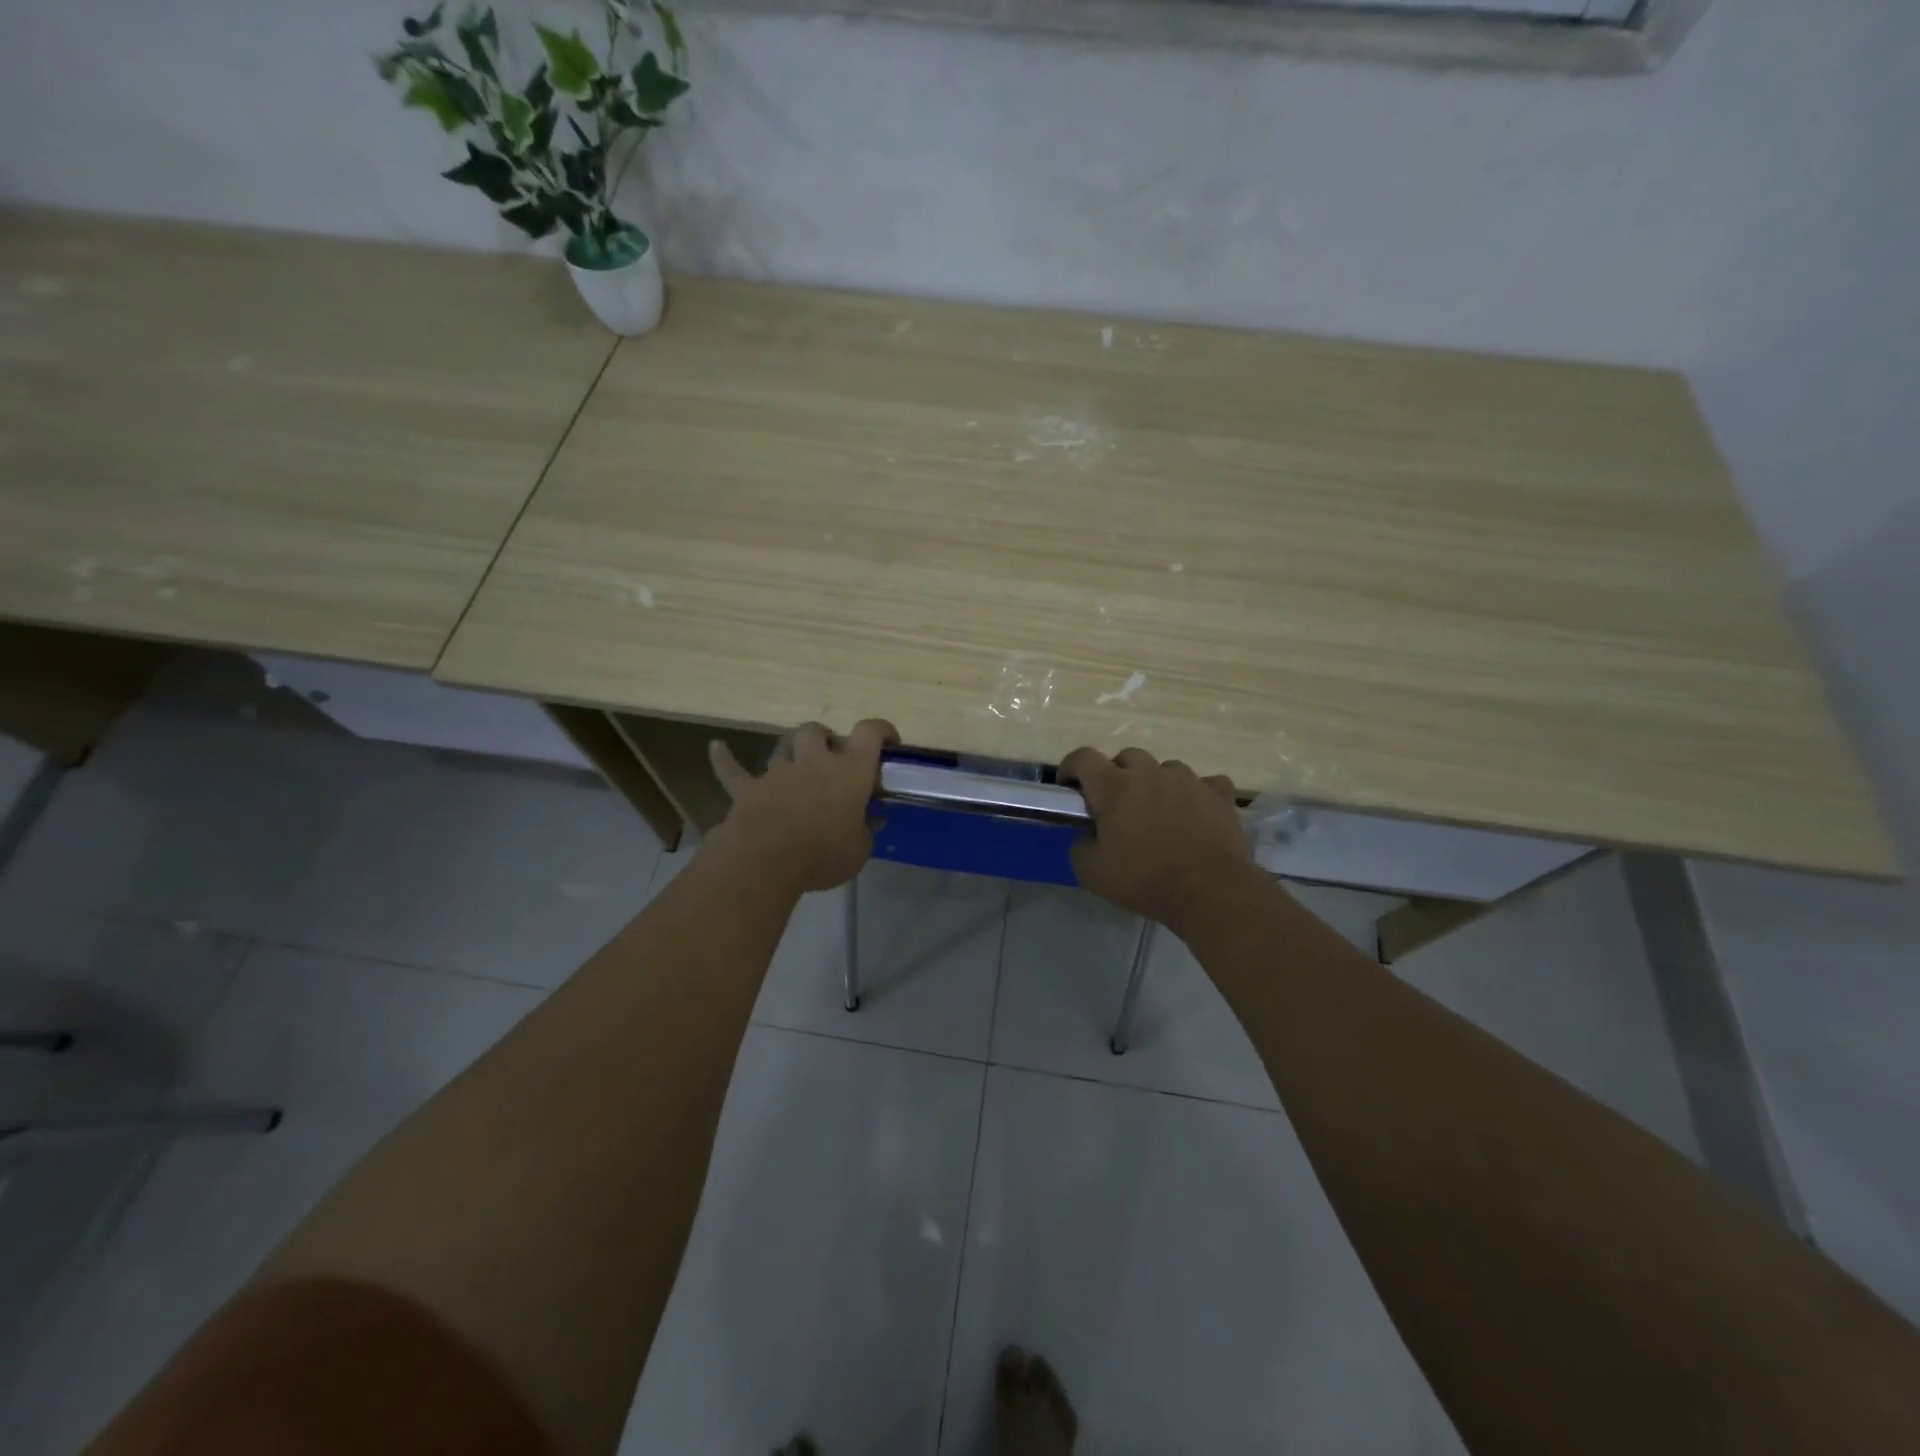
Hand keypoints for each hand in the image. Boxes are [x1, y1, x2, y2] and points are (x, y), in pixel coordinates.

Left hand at [708, 719, 897, 893]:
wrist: (767, 861)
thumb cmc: (823, 854)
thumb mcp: (859, 850)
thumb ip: (865, 831)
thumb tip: (870, 822)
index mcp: (850, 771)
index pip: (869, 733)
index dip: (881, 731)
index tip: (888, 742)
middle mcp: (814, 761)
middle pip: (817, 731)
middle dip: (825, 739)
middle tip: (832, 758)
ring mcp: (778, 773)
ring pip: (783, 745)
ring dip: (791, 750)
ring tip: (797, 761)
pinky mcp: (748, 790)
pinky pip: (733, 770)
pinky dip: (725, 759)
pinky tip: (716, 748)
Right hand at [1058, 746, 1255, 933]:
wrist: (1209, 890)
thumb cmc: (1144, 879)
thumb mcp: (1091, 873)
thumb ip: (1080, 846)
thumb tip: (1087, 836)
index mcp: (1114, 787)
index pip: (1083, 757)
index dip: (1071, 767)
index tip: (1069, 786)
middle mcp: (1150, 773)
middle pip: (1127, 757)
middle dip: (1116, 774)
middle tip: (1116, 804)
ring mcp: (1188, 780)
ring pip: (1166, 768)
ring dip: (1157, 783)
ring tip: (1159, 811)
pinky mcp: (1219, 794)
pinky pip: (1206, 783)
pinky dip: (1198, 794)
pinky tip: (1196, 813)